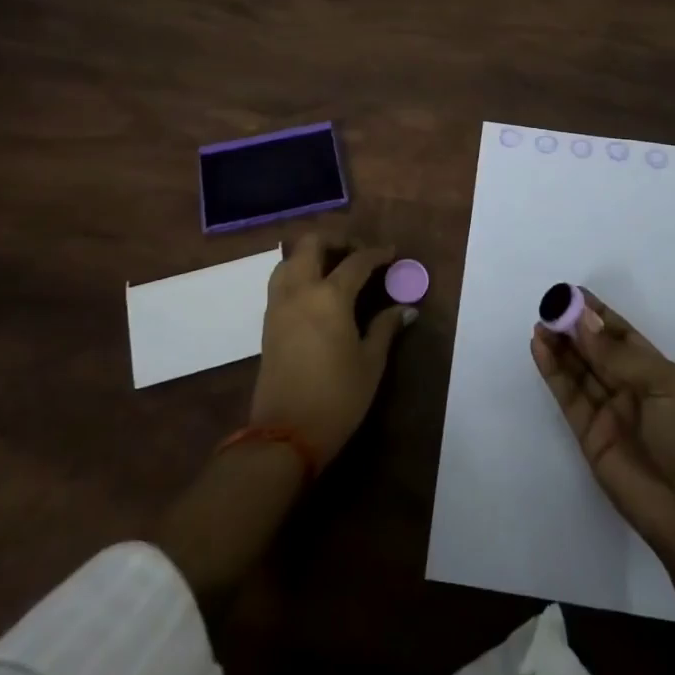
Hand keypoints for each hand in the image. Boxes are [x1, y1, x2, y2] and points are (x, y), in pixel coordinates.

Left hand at [250, 233, 413, 464]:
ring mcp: (279, 304)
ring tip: (334, 267)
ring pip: (290, 259)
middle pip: (312, 244)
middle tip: (358, 251)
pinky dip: (298, 272)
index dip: (376, 253)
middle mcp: (300, 290)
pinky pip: (280, 280)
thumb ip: (386, 328)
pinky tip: (316, 291)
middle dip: (337, 239)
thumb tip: (406, 308)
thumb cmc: (336, 398)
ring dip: (312, 254)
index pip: (356, 261)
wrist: (284, 435)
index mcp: (329, 296)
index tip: (391, 253)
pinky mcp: (267, 322)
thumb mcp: (370, 363)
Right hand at [531, 290, 674, 554]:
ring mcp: (606, 409)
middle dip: (572, 327)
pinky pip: (567, 395)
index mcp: (653, 370)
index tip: (571, 293)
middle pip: (594, 349)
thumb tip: (582, 321)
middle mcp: (627, 386)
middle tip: (548, 306)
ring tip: (540, 324)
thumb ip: (616, 353)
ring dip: (559, 346)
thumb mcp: (659, 383)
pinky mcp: (587, 433)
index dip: (596, 314)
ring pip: (577, 369)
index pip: (620, 333)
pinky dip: (553, 371)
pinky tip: (540, 348)